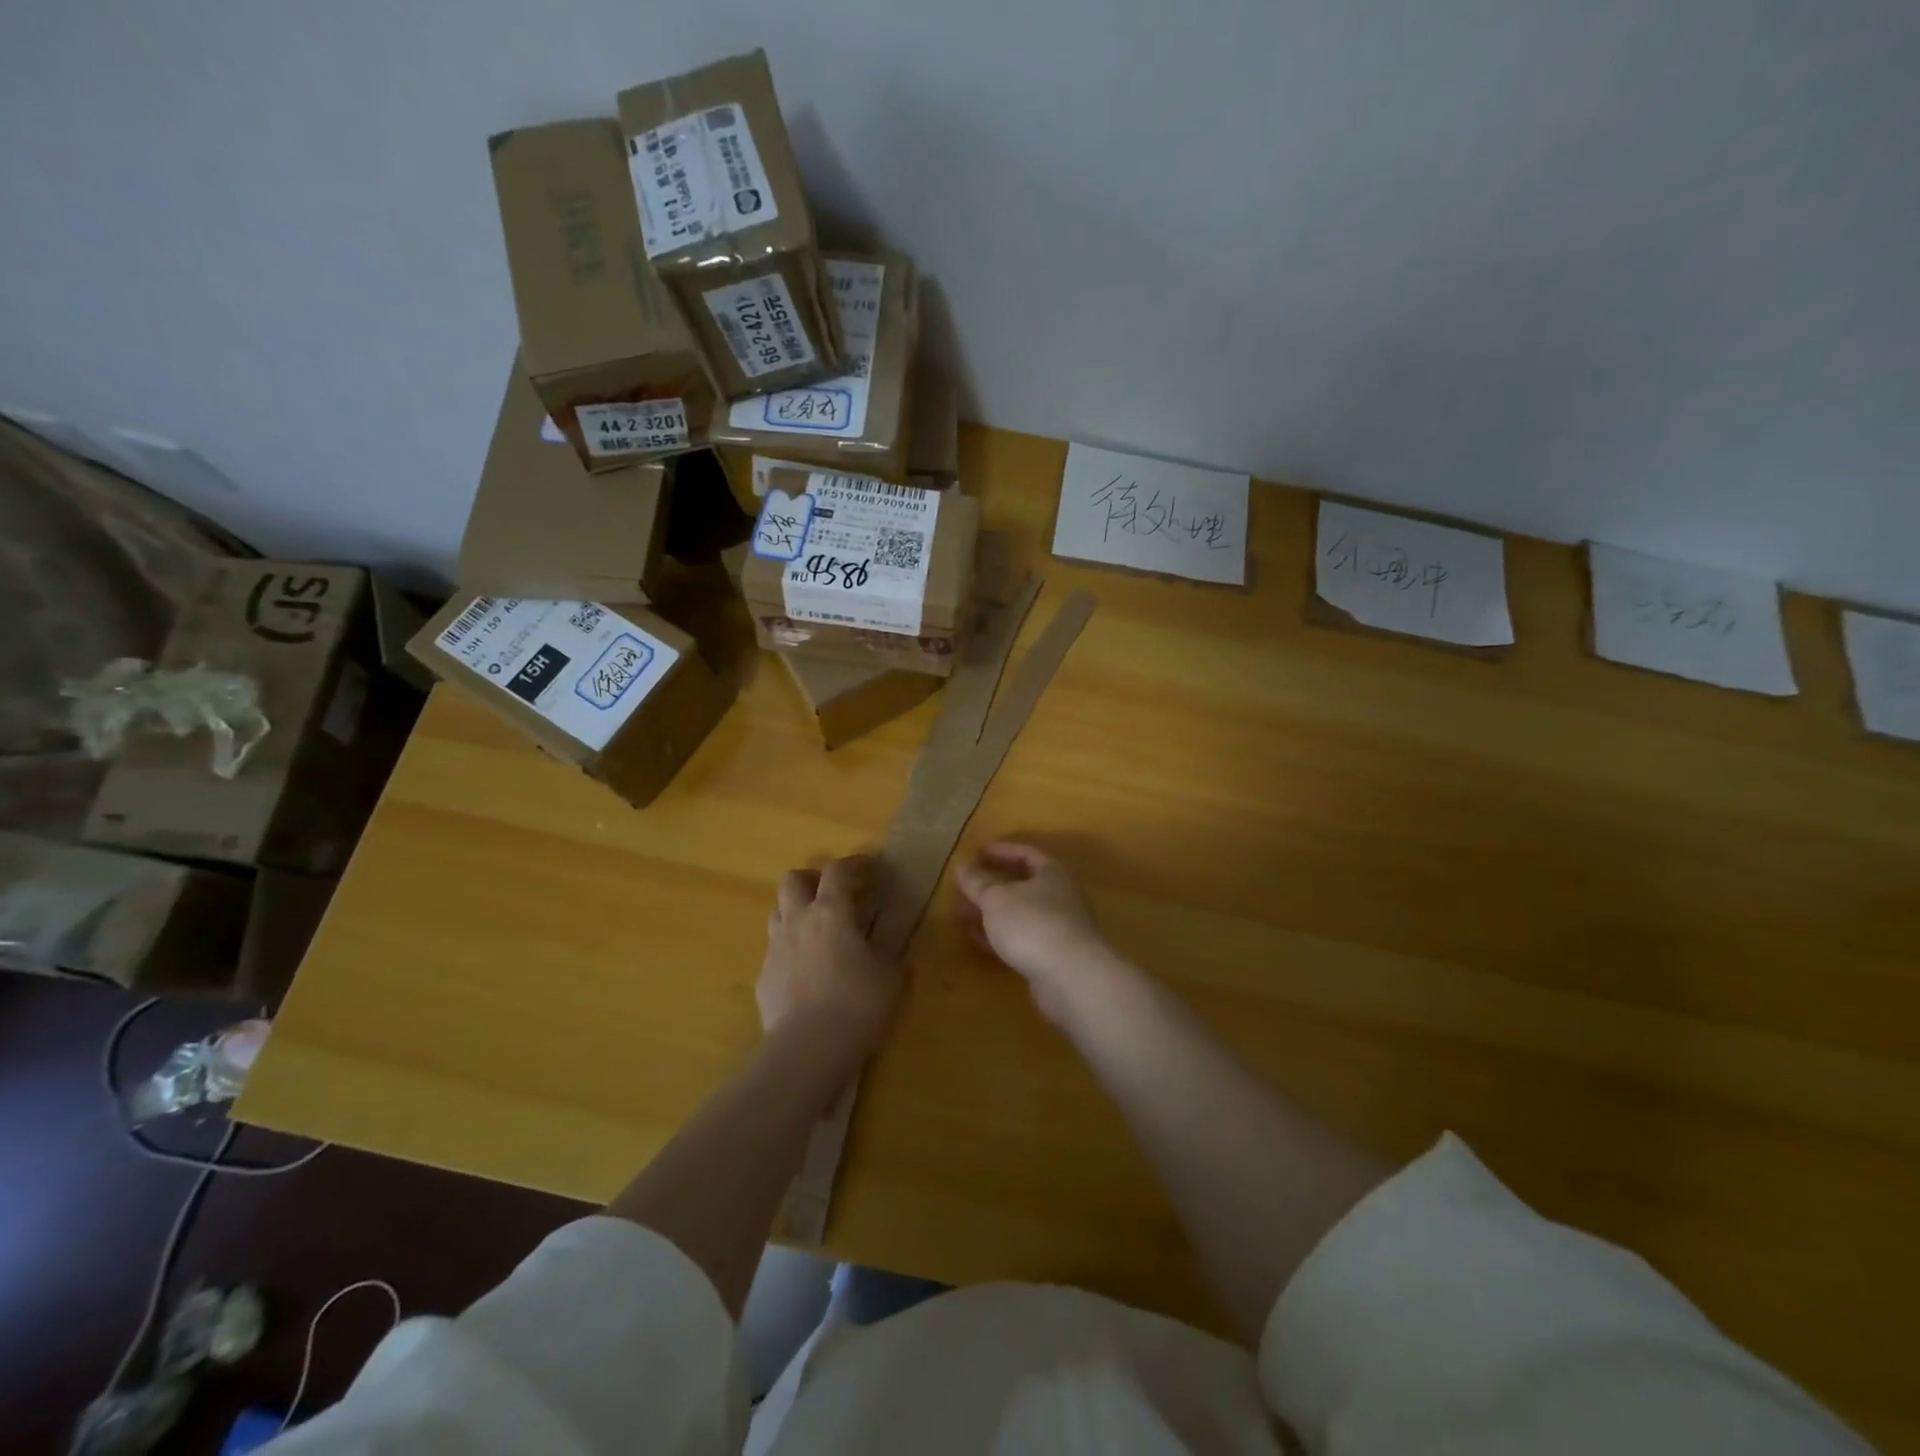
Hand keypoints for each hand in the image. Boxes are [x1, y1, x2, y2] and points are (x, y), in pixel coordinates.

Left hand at [758, 855, 901, 1071]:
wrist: (807, 1050)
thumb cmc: (857, 1005)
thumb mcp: (891, 978)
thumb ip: (892, 954)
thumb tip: (897, 945)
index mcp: (831, 913)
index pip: (837, 871)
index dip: (853, 863)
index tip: (869, 866)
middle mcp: (798, 921)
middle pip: (792, 881)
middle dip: (812, 879)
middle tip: (832, 892)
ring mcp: (775, 949)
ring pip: (778, 912)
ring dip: (796, 911)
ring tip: (817, 929)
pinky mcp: (763, 978)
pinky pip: (774, 951)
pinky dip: (790, 950)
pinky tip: (806, 971)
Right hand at [955, 842, 1119, 1025]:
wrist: (1071, 977)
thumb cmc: (1032, 924)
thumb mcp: (996, 898)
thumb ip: (978, 883)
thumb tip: (962, 868)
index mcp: (1052, 873)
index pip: (1025, 853)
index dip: (1001, 851)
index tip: (976, 853)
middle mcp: (1060, 896)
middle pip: (1022, 885)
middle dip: (990, 887)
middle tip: (964, 889)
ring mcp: (1059, 928)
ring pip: (1020, 914)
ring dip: (991, 913)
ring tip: (962, 915)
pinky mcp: (1054, 956)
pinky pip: (1022, 938)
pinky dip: (1000, 935)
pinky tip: (978, 940)